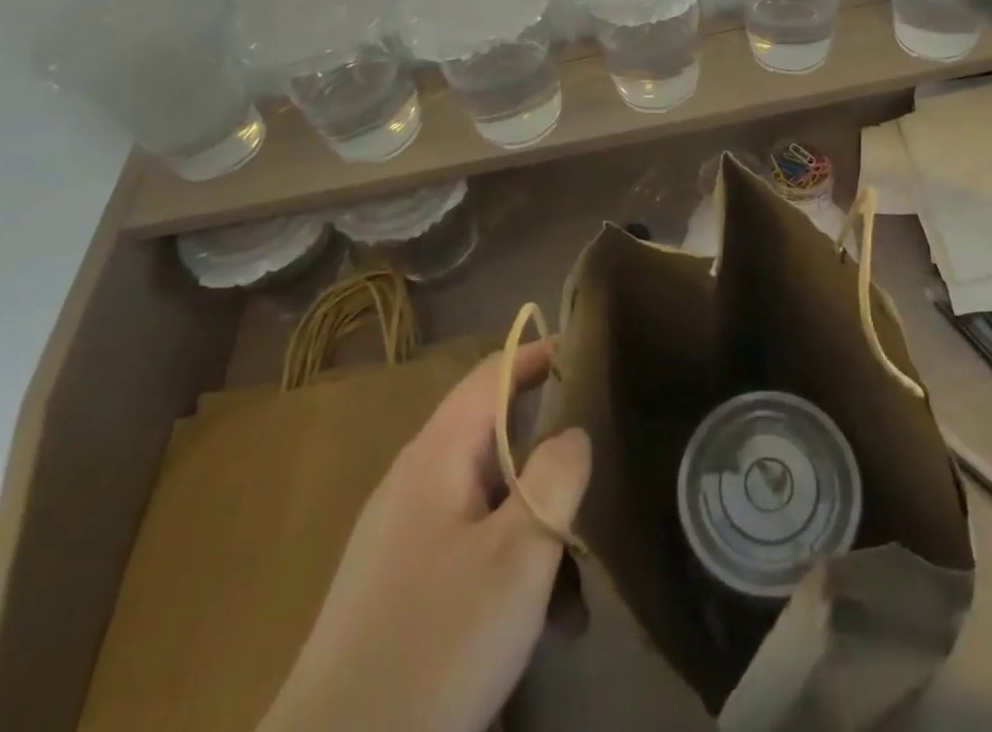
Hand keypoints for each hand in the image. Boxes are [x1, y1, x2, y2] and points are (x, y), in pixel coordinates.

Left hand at [258, 342, 591, 731]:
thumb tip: (573, 432)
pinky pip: (466, 549)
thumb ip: (556, 476)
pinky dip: (506, 565)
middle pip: (492, 441)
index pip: (490, 376)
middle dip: (548, 459)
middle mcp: (413, 483)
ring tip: (575, 584)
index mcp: (436, 456)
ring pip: (486, 503)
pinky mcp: (395, 590)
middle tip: (596, 476)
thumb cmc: (436, 642)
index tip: (582, 350)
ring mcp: (399, 538)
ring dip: (533, 527)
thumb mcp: (518, 553)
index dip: (535, 355)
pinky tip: (535, 621)